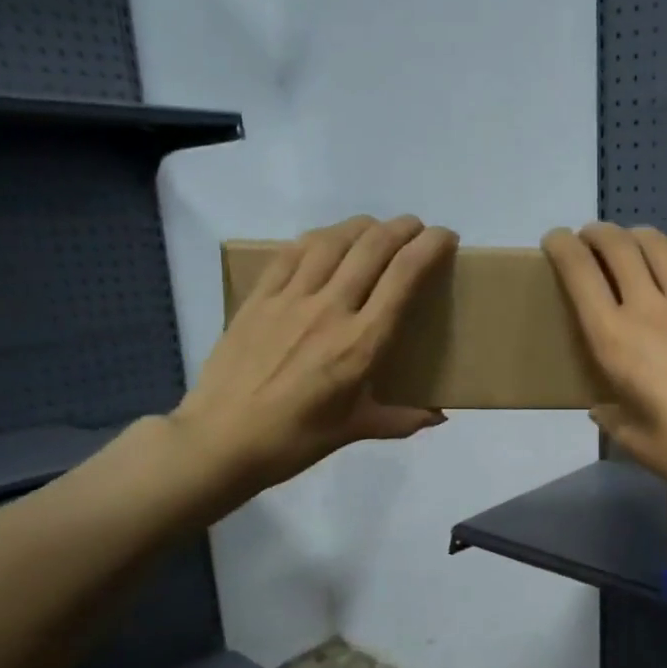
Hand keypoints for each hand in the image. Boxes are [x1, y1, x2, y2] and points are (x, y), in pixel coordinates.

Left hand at [167, 214, 456, 519]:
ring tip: (377, 229)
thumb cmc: (295, 440)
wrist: (221, 441)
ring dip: (362, 226)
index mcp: (361, 344)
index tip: (446, 238)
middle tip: (417, 230)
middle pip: (372, 247)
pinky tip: (328, 240)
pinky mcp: (259, 298)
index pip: (403, 276)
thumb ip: (402, 419)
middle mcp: (330, 310)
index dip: (429, 247)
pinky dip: (319, 238)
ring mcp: (290, 299)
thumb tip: (439, 416)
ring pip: (333, 241)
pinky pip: (292, 253)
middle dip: (402, 228)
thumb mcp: (355, 430)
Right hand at [543, 223, 666, 503]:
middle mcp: (648, 308)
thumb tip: (603, 405)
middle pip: (617, 247)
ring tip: (628, 243)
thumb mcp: (629, 437)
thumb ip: (609, 414)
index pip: (580, 274)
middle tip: (590, 240)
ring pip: (656, 245)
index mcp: (614, 340)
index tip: (555, 241)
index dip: (562, 248)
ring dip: (634, 235)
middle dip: (596, 234)